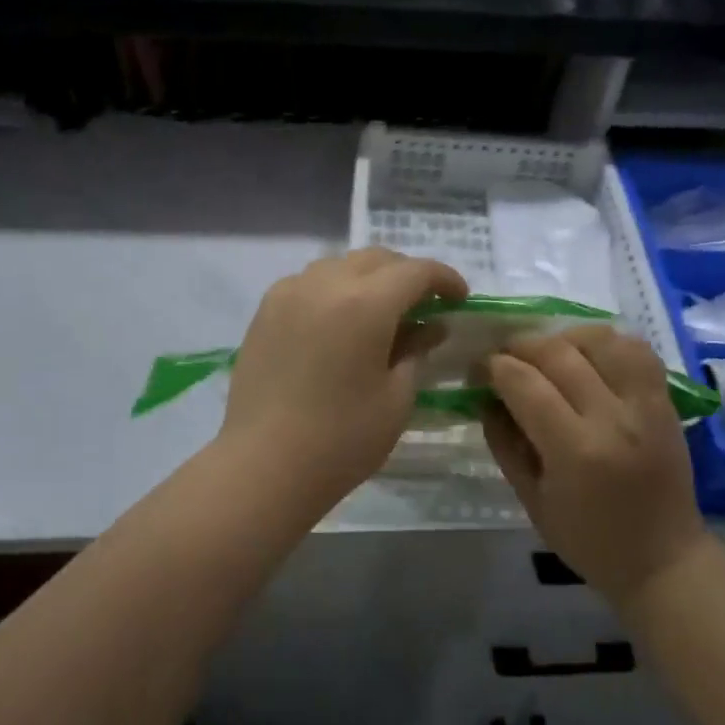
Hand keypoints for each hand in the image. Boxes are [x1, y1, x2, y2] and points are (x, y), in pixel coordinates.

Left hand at [220, 248, 467, 507]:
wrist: (264, 465)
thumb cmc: (342, 439)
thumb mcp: (396, 397)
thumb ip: (416, 350)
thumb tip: (430, 326)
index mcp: (365, 302)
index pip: (416, 271)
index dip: (445, 279)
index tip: (460, 299)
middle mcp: (324, 283)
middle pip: (376, 259)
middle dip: (406, 274)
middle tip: (424, 305)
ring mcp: (288, 293)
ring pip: (339, 265)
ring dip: (368, 278)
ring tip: (380, 313)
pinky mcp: (264, 311)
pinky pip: (308, 283)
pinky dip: (333, 290)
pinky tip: (338, 323)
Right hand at [484, 326, 703, 603]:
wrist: (663, 559)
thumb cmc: (588, 540)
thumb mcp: (531, 500)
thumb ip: (504, 442)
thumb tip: (484, 395)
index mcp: (575, 450)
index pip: (524, 383)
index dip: (493, 367)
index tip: (478, 370)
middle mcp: (613, 417)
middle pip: (558, 352)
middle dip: (520, 346)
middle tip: (503, 357)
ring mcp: (645, 404)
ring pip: (600, 339)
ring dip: (564, 338)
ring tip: (547, 353)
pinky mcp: (665, 400)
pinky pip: (636, 350)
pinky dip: (606, 343)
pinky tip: (587, 357)